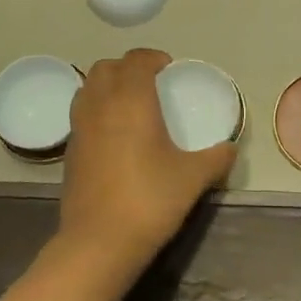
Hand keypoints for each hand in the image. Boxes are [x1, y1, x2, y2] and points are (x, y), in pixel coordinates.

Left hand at [59, 49, 236, 270]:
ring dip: (107, 85)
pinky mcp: (69, 150)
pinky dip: (96, 110)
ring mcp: (79, 127)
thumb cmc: (149, 200)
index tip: (169, 68)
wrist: (99, 242)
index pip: (136, 60)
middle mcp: (100, 105)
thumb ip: (216, 158)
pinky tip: (115, 135)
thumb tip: (230, 148)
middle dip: (127, 67)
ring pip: (87, 87)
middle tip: (150, 83)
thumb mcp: (193, 178)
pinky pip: (81, 114)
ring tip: (130, 104)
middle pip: (106, 67)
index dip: (152, 58)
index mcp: (131, 100)